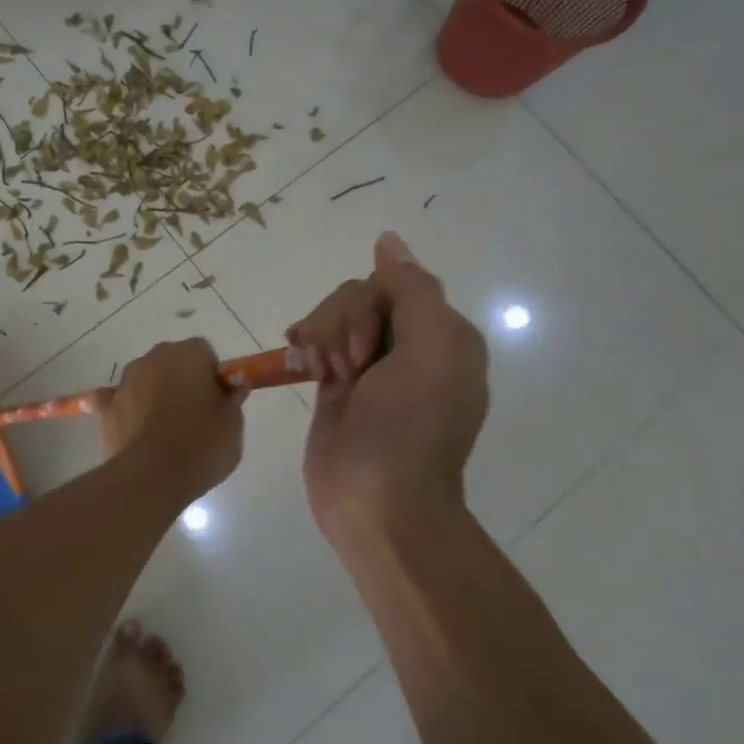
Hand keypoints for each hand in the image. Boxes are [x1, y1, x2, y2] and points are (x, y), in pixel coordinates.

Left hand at [101, 338, 245, 501]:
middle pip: (171, 361)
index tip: (218, 400)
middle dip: (182, 380)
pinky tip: (132, 428)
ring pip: (145, 379)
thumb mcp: (233, 424)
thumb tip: (232, 387)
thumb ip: (232, 399)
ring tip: (165, 430)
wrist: (151, 477)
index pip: (203, 352)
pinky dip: (124, 409)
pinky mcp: (106, 408)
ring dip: (154, 393)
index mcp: (186, 354)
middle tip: (195, 415)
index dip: (212, 374)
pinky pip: (116, 401)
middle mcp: (152, 359)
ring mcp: (125, 382)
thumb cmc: (200, 446)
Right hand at [288, 232, 488, 547]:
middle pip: (358, 295)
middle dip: (341, 324)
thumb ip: (412, 290)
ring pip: (334, 314)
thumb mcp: (430, 351)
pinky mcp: (339, 383)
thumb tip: (388, 240)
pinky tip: (300, 364)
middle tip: (346, 370)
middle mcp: (409, 344)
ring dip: (322, 337)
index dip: (367, 307)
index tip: (366, 353)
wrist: (377, 503)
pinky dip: (306, 345)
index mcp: (443, 334)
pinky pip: (318, 339)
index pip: (393, 283)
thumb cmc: (408, 429)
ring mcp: (371, 364)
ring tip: (322, 375)